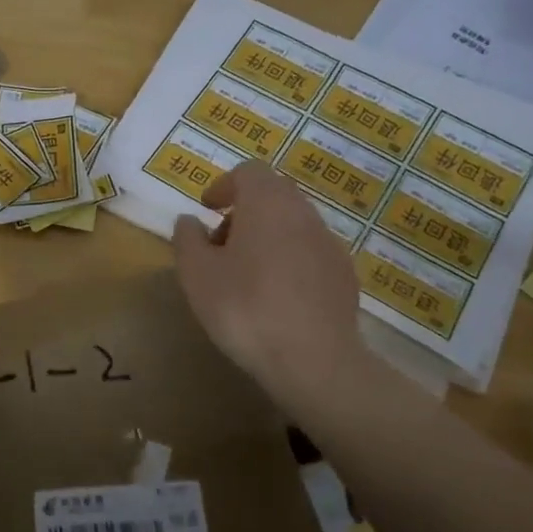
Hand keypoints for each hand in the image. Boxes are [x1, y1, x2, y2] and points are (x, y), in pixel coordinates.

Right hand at [172, 162, 370, 415]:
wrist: (314, 360)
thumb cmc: (245, 308)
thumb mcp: (197, 274)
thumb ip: (187, 239)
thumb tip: (189, 221)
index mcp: (267, 203)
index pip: (248, 172)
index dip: (224, 185)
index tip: (208, 210)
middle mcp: (304, 213)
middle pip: (273, 195)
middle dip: (244, 212)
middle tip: (220, 245)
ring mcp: (330, 244)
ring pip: (293, 224)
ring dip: (267, 237)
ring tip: (245, 275)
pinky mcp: (344, 275)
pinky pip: (310, 253)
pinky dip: (289, 261)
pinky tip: (276, 297)